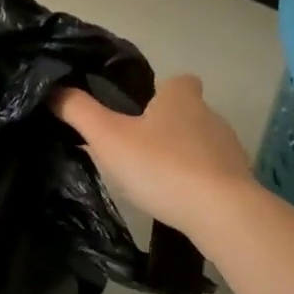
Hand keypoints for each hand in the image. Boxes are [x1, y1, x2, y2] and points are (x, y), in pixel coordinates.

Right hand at [54, 74, 253, 233]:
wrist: (222, 213)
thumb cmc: (162, 165)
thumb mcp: (109, 137)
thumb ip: (79, 111)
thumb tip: (54, 90)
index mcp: (181, 98)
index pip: (178, 80)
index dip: (161, 91)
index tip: (141, 110)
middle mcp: (210, 115)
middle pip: (188, 112)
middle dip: (166, 127)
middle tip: (136, 149)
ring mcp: (229, 149)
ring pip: (201, 144)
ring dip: (182, 156)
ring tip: (154, 179)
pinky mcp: (239, 181)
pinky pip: (213, 174)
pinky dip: (197, 182)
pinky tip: (178, 200)